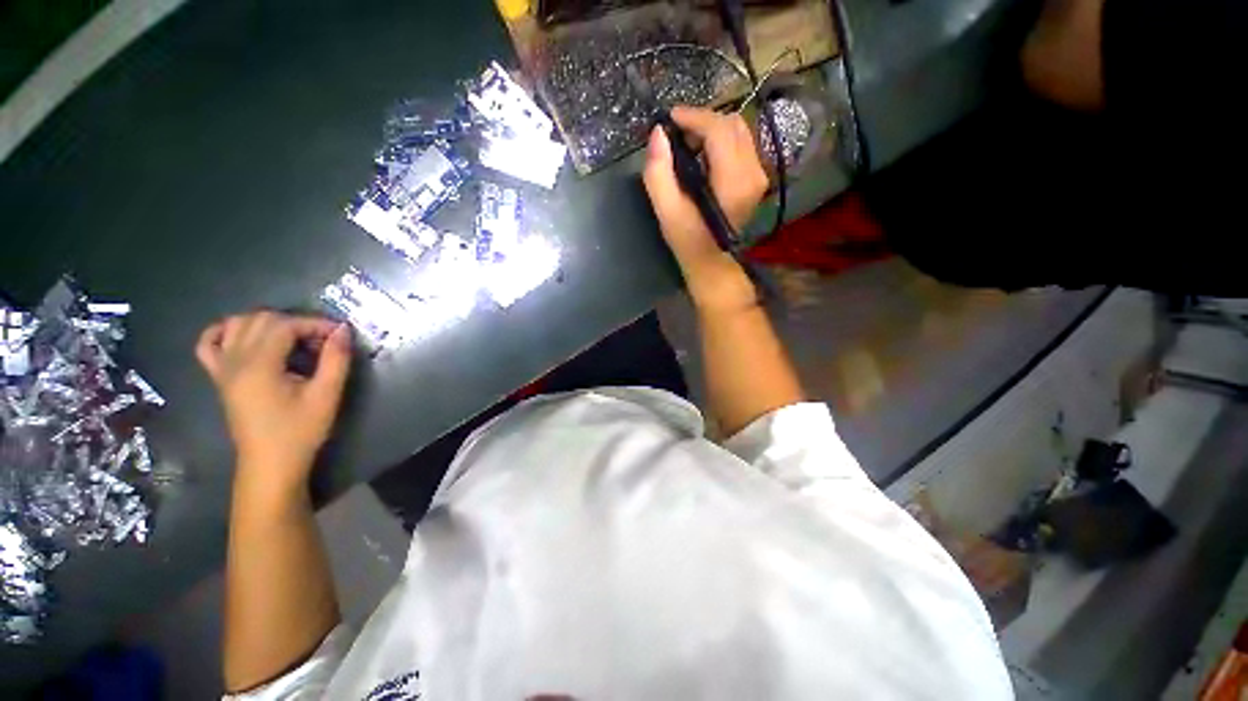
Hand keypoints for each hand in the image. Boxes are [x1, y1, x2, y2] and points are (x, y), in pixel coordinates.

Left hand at [196, 312, 351, 491]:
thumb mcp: (327, 395)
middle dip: (296, 322)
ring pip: (237, 325)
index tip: (340, 334)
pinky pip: (209, 344)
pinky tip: (245, 335)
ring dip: (268, 323)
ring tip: (294, 338)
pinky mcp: (220, 378)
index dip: (315, 323)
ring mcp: (222, 369)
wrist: (270, 463)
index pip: (284, 325)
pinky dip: (225, 331)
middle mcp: (235, 361)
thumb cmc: (300, 431)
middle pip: (261, 320)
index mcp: (259, 366)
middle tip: (322, 340)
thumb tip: (343, 331)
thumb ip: (336, 359)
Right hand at [643, 106, 768, 311]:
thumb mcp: (667, 212)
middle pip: (731, 124)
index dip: (693, 117)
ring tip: (687, 147)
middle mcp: (753, 172)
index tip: (669, 119)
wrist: (712, 262)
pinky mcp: (756, 178)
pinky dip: (719, 142)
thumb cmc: (688, 240)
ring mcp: (758, 174)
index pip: (719, 130)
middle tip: (677, 137)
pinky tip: (702, 157)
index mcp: (733, 181)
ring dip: (710, 131)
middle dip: (701, 122)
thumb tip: (658, 133)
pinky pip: (740, 144)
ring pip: (738, 131)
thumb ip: (658, 173)